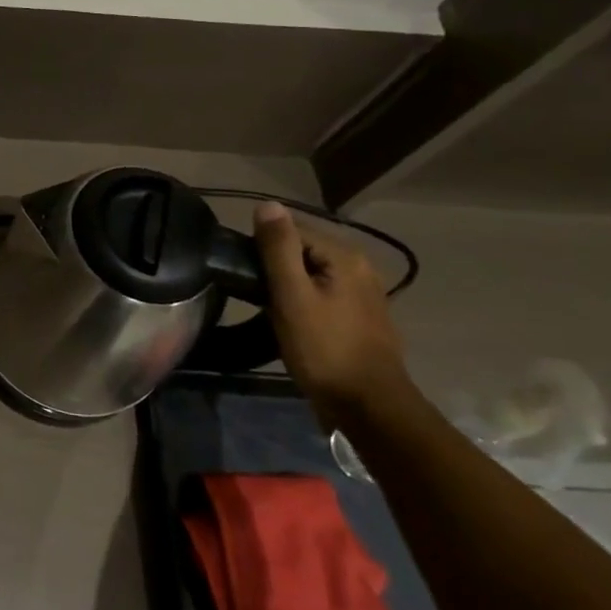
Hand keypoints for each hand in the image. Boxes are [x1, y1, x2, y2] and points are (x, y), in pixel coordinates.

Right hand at [252, 202, 413, 424]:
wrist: (367, 405)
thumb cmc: (324, 348)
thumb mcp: (292, 296)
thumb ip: (278, 248)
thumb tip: (266, 204)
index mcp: (345, 256)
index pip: (291, 230)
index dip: (262, 248)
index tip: (243, 274)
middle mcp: (360, 267)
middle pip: (302, 251)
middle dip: (274, 266)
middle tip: (251, 293)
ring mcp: (364, 293)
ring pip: (311, 274)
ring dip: (287, 285)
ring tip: (266, 307)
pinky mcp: (360, 316)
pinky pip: (321, 293)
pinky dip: (302, 299)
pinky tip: (291, 320)